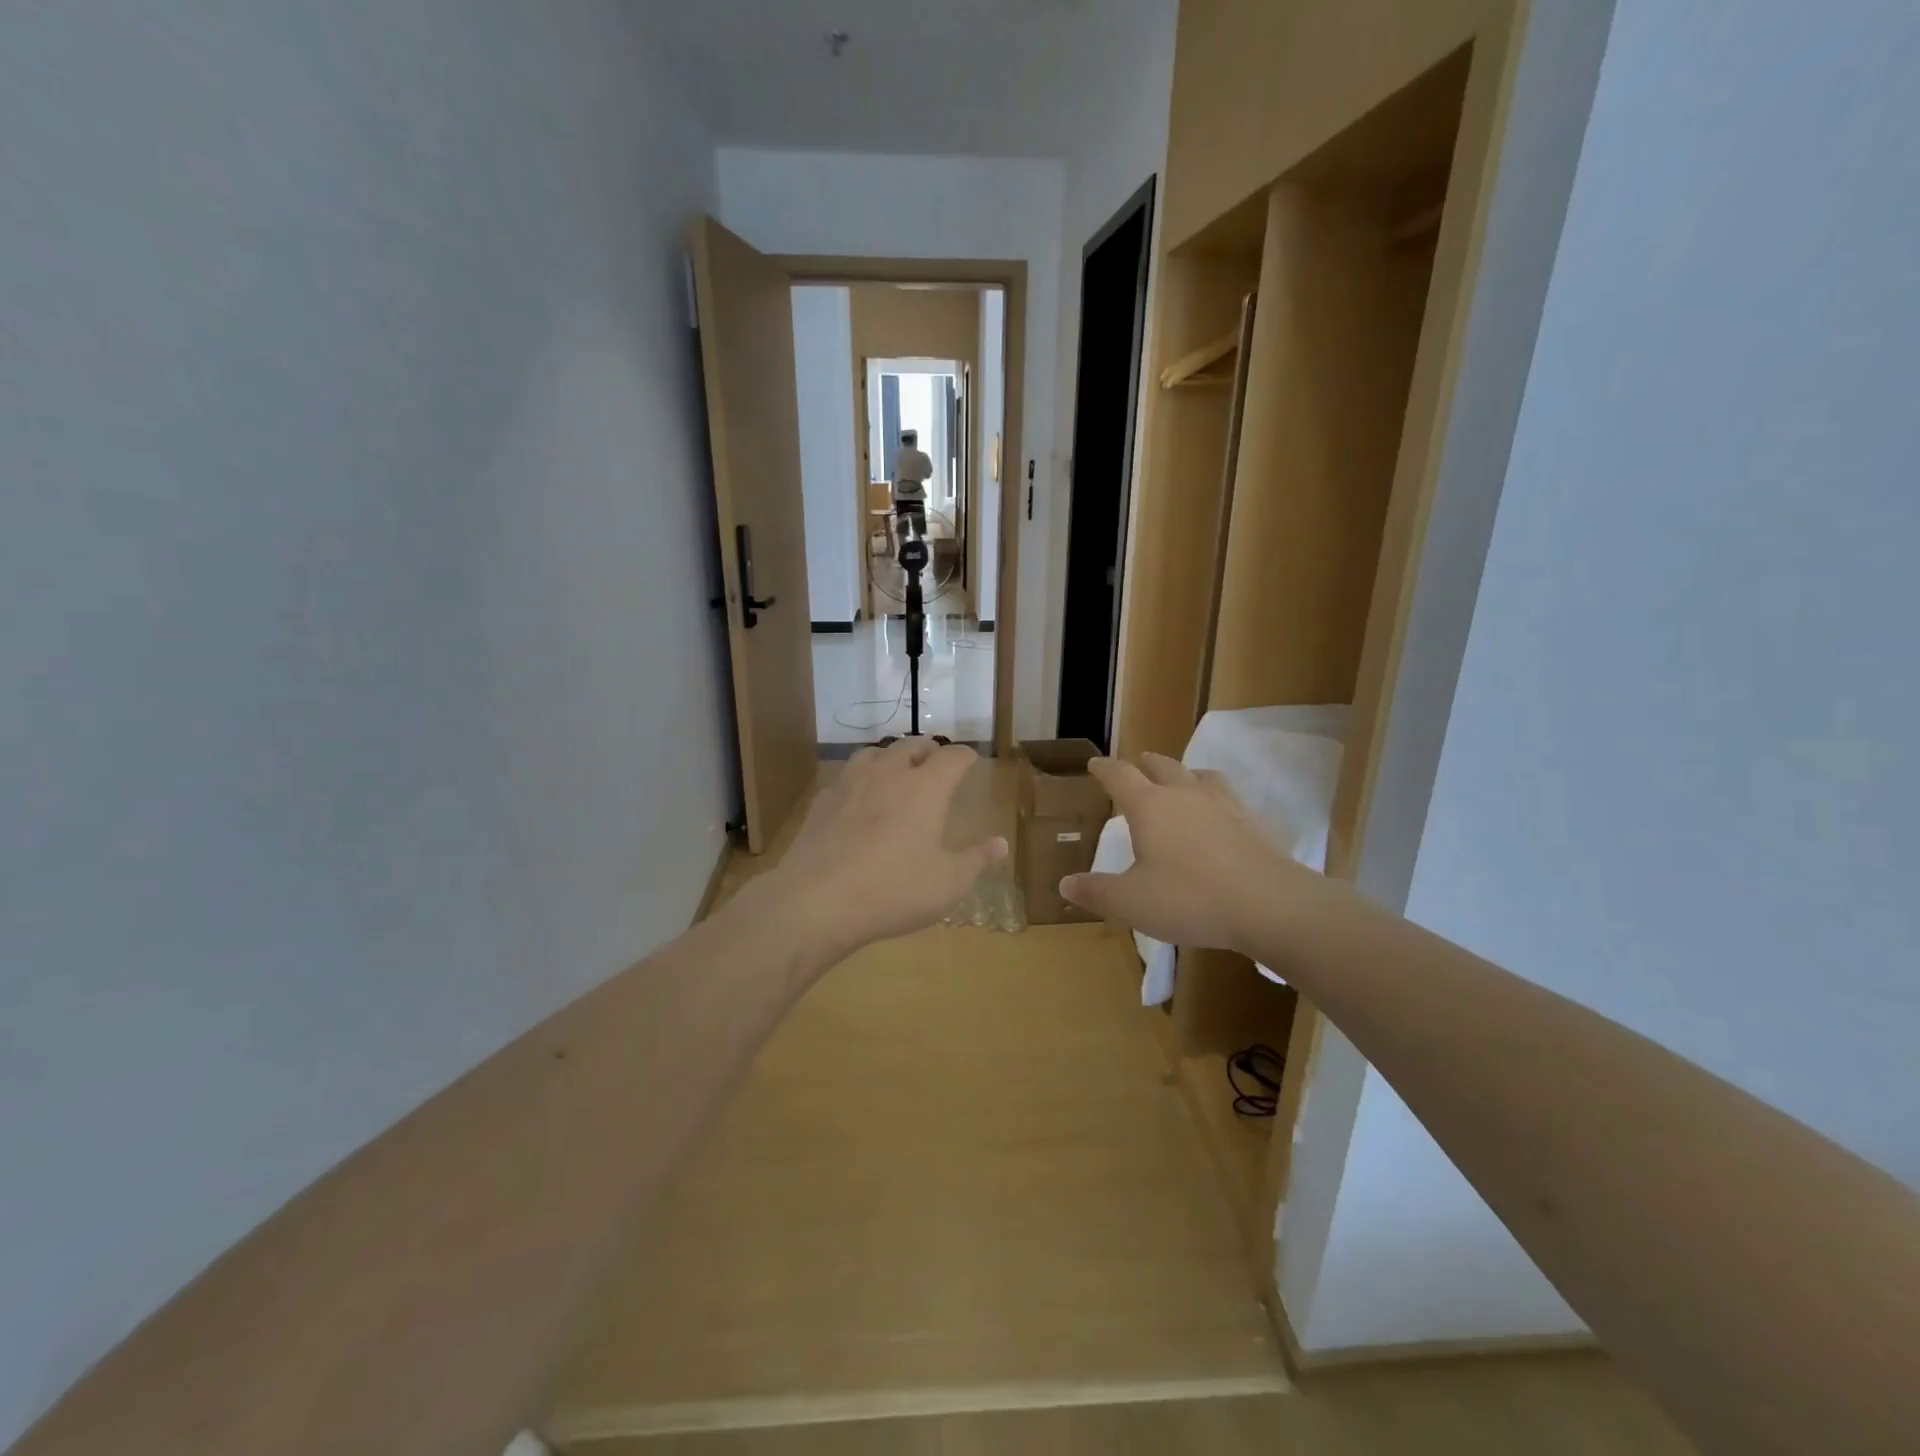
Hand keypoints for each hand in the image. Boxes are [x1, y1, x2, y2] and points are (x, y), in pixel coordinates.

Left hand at [767, 738, 1006, 961]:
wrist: (818, 900)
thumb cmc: (894, 889)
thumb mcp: (948, 883)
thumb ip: (977, 860)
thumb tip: (1001, 844)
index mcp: (926, 788)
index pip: (952, 757)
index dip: (965, 756)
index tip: (971, 760)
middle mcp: (889, 774)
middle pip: (911, 745)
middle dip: (928, 749)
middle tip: (935, 759)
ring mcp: (851, 784)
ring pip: (873, 753)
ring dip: (890, 756)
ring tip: (895, 769)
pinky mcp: (822, 802)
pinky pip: (845, 778)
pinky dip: (859, 780)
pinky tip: (857, 799)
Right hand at [1060, 753, 1327, 951]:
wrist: (1270, 905)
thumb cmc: (1190, 899)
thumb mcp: (1132, 903)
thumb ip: (1097, 892)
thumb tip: (1065, 884)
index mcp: (1149, 807)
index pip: (1120, 776)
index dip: (1104, 769)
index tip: (1094, 764)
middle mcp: (1185, 795)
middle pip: (1161, 766)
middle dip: (1144, 764)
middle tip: (1136, 766)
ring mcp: (1223, 804)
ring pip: (1199, 774)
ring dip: (1183, 774)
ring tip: (1180, 782)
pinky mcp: (1253, 822)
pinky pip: (1228, 797)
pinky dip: (1214, 797)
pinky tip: (1219, 816)